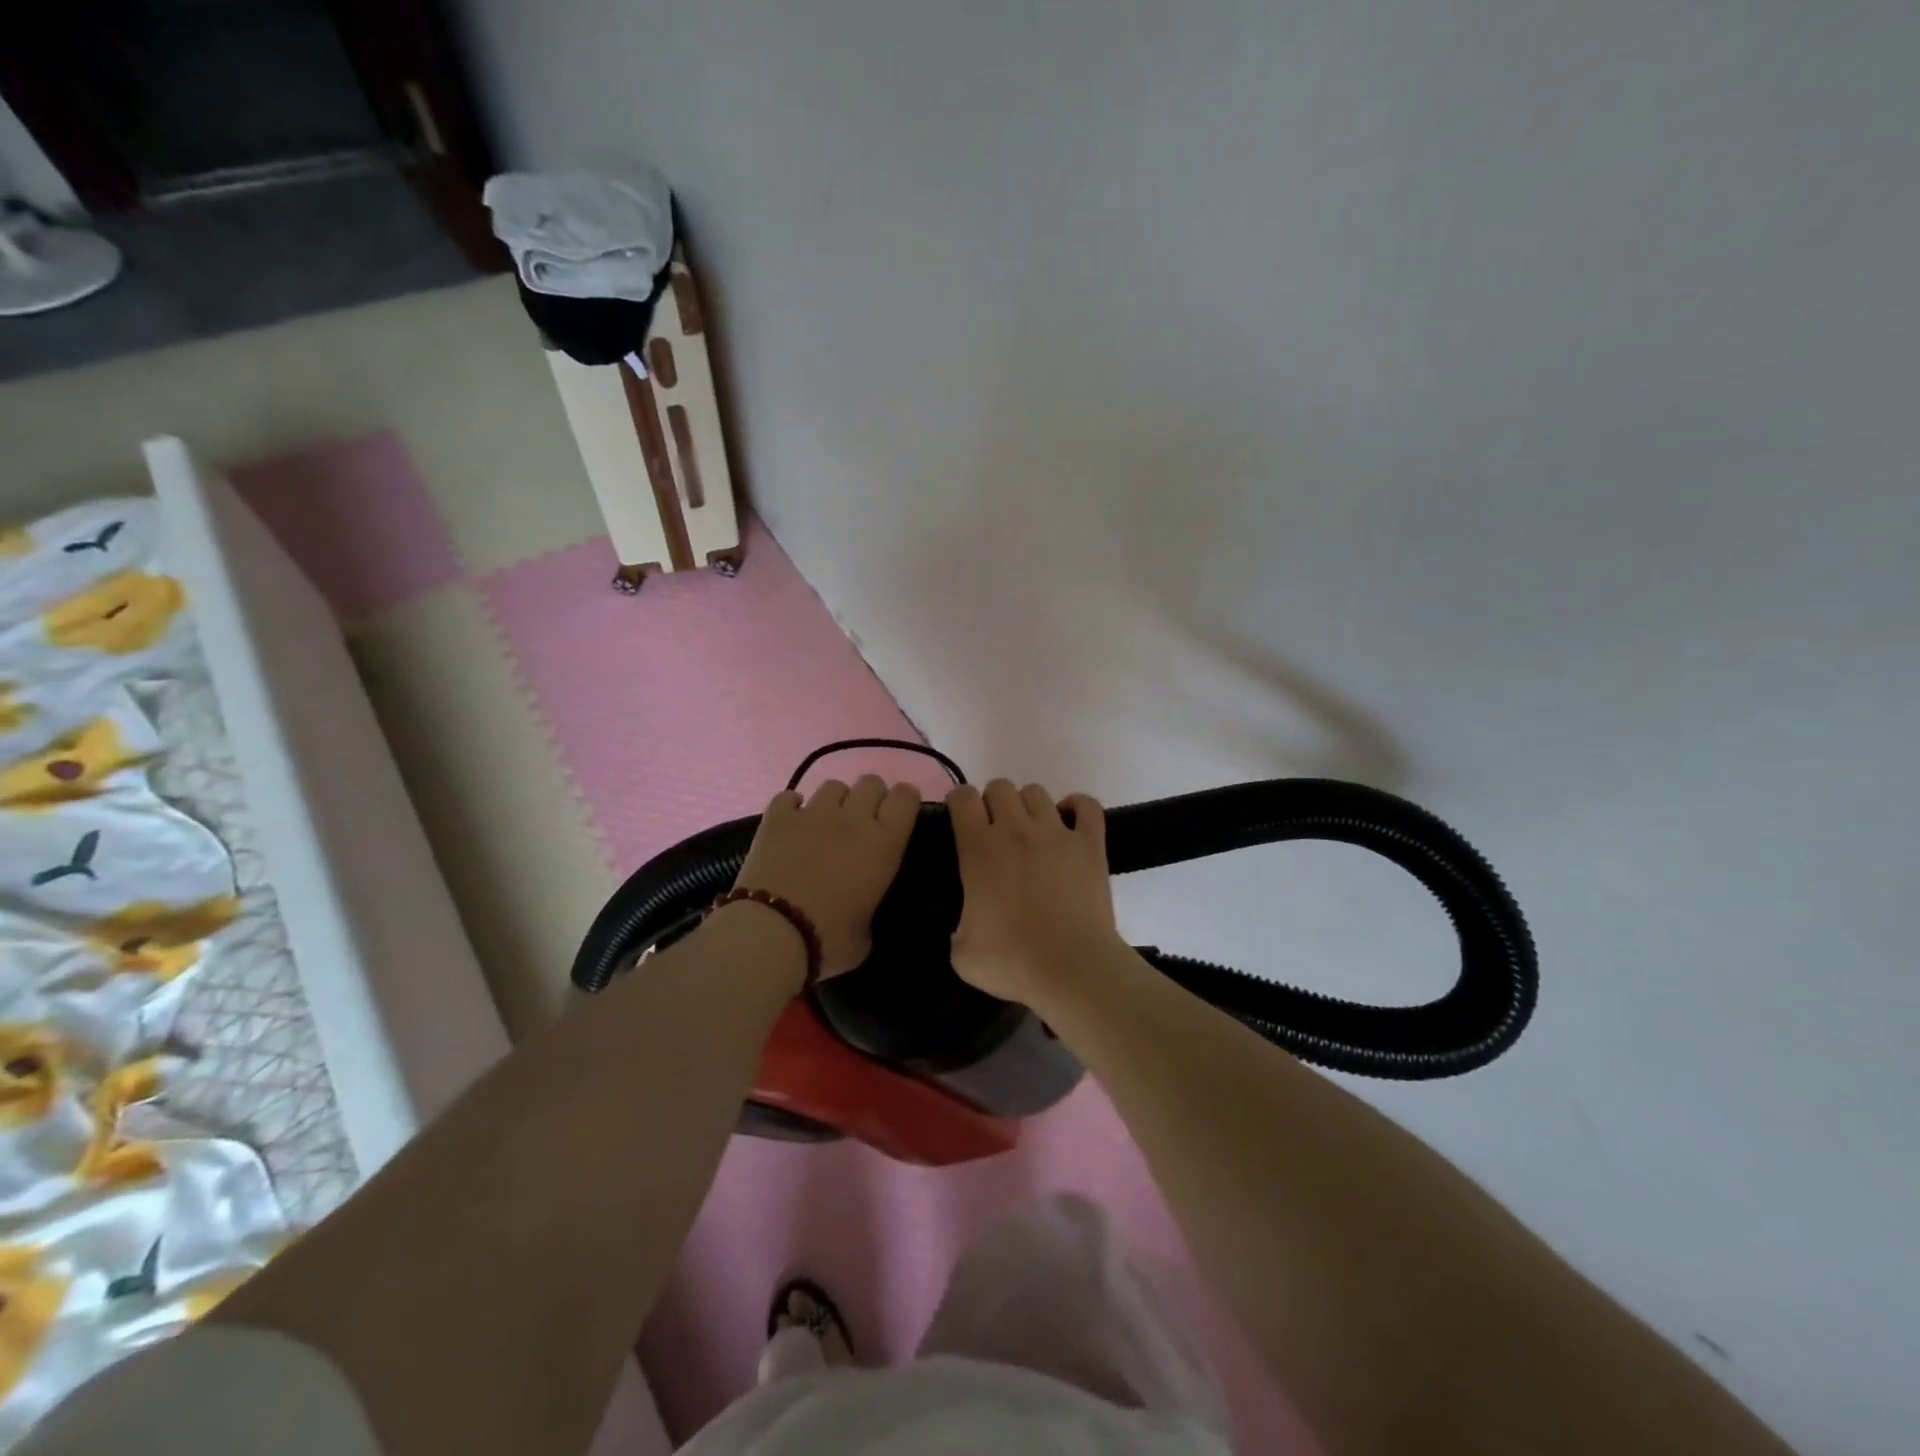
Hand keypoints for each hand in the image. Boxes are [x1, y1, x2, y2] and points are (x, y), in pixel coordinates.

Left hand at [734, 776, 921, 977]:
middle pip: (871, 782)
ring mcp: (812, 813)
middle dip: (871, 796)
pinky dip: (793, 806)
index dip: (905, 799)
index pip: (905, 798)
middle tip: (864, 821)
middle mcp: (853, 819)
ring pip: (833, 785)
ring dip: (835, 800)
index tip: (901, 812)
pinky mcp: (777, 817)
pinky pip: (789, 796)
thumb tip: (861, 910)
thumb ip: (870, 909)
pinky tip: (791, 822)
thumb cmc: (828, 940)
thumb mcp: (866, 934)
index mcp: (884, 844)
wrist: (772, 933)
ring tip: (826, 822)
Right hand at [948, 780, 1122, 1003]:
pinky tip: (1069, 822)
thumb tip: (963, 926)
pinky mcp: (1090, 844)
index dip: (959, 802)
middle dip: (992, 803)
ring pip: (1036, 792)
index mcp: (979, 849)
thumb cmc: (1013, 961)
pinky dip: (1077, 806)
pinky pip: (1087, 804)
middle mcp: (1016, 830)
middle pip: (1000, 786)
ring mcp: (1056, 833)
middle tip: (995, 833)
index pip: (962, 797)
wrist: (1073, 969)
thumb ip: (956, 928)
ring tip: (1031, 832)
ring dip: (1028, 806)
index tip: (960, 819)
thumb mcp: (962, 953)